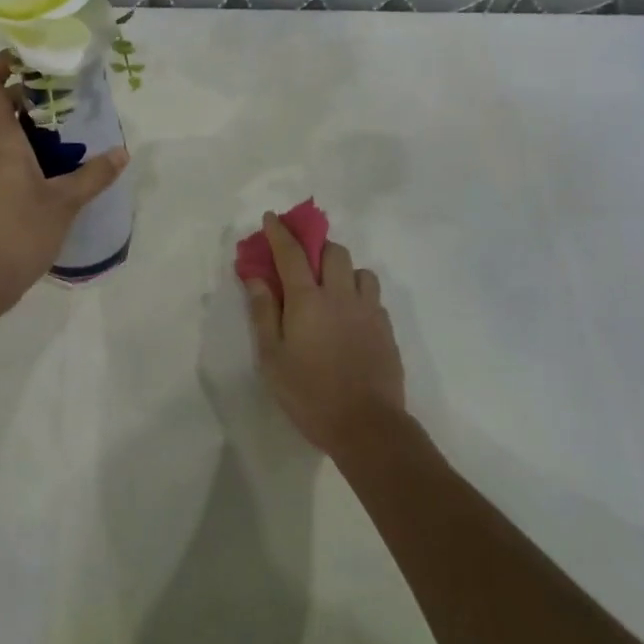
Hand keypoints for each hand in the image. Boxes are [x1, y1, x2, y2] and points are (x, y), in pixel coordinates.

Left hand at [0, 51, 129, 300]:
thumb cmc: (21, 232)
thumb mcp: (65, 202)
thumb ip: (95, 175)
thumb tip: (122, 153)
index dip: (3, 61)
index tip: (35, 56)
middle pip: (0, 102)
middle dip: (32, 91)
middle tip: (70, 91)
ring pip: (6, 128)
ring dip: (35, 120)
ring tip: (73, 123)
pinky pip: (7, 151)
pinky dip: (31, 144)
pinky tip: (61, 159)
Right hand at [244, 212, 405, 454]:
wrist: (367, 426)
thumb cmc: (309, 393)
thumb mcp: (272, 357)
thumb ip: (263, 312)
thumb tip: (256, 277)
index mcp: (308, 300)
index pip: (292, 253)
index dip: (280, 232)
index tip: (271, 218)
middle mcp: (341, 295)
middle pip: (334, 252)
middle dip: (317, 246)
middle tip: (303, 261)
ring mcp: (369, 311)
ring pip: (360, 270)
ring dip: (343, 270)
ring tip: (331, 289)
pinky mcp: (386, 329)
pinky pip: (373, 297)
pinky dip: (359, 295)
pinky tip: (350, 316)